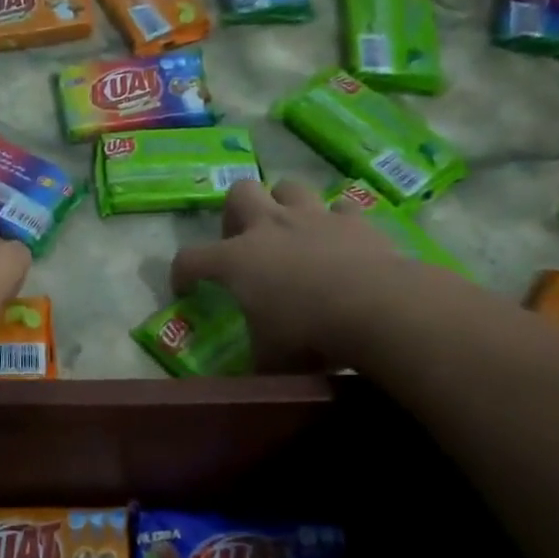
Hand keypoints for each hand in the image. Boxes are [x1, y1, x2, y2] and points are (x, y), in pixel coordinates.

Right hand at [171, 178, 434, 369]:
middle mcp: (269, 227)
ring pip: (288, 187)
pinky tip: (339, 239)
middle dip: (236, 213)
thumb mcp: (270, 358)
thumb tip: (254, 370)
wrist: (376, 307)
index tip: (187, 290)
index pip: (190, 258)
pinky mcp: (354, 221)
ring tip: (290, 232)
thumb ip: (256, 356)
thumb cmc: (308, 333)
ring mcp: (313, 218)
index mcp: (236, 260)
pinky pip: (340, 207)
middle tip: (243, 242)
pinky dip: (336, 220)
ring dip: (284, 204)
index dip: (181, 273)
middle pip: (239, 193)